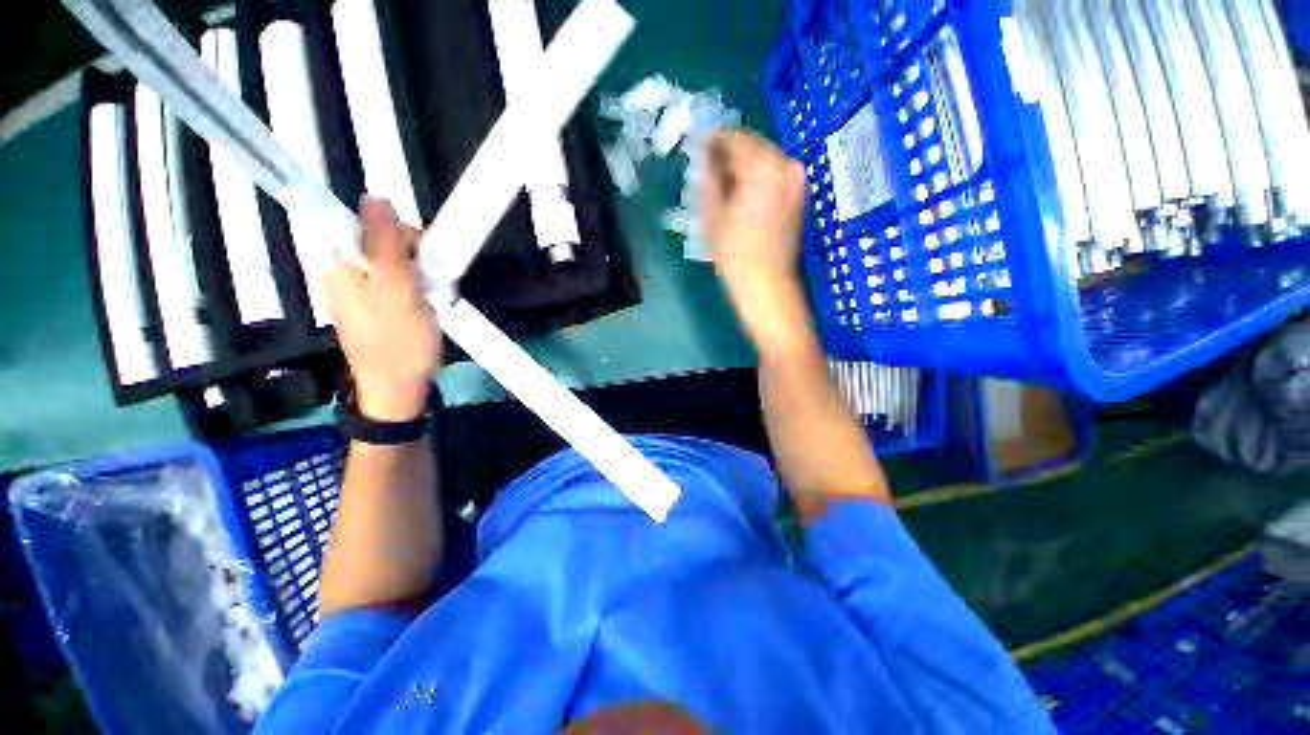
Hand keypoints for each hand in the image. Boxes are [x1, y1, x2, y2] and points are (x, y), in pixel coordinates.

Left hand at [326, 198, 441, 420]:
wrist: (397, 389)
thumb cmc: (400, 342)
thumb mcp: (400, 291)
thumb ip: (387, 245)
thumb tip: (375, 198)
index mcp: (342, 263)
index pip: (367, 223)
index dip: (401, 233)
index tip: (424, 256)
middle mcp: (342, 272)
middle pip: (379, 242)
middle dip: (413, 256)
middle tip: (432, 283)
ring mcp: (355, 292)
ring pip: (390, 263)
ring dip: (417, 274)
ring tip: (431, 298)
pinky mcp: (370, 308)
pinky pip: (392, 283)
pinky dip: (413, 289)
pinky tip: (423, 306)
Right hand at [704, 128, 814, 358]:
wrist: (766, 285)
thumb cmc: (735, 255)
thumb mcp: (712, 215)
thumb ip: (708, 177)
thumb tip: (703, 153)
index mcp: (763, 167)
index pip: (733, 137)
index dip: (712, 141)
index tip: (697, 147)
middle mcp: (786, 167)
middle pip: (751, 146)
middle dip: (728, 154)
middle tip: (707, 169)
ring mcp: (796, 181)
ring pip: (763, 160)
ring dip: (742, 168)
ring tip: (722, 186)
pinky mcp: (798, 195)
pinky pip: (773, 175)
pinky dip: (756, 179)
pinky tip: (741, 196)